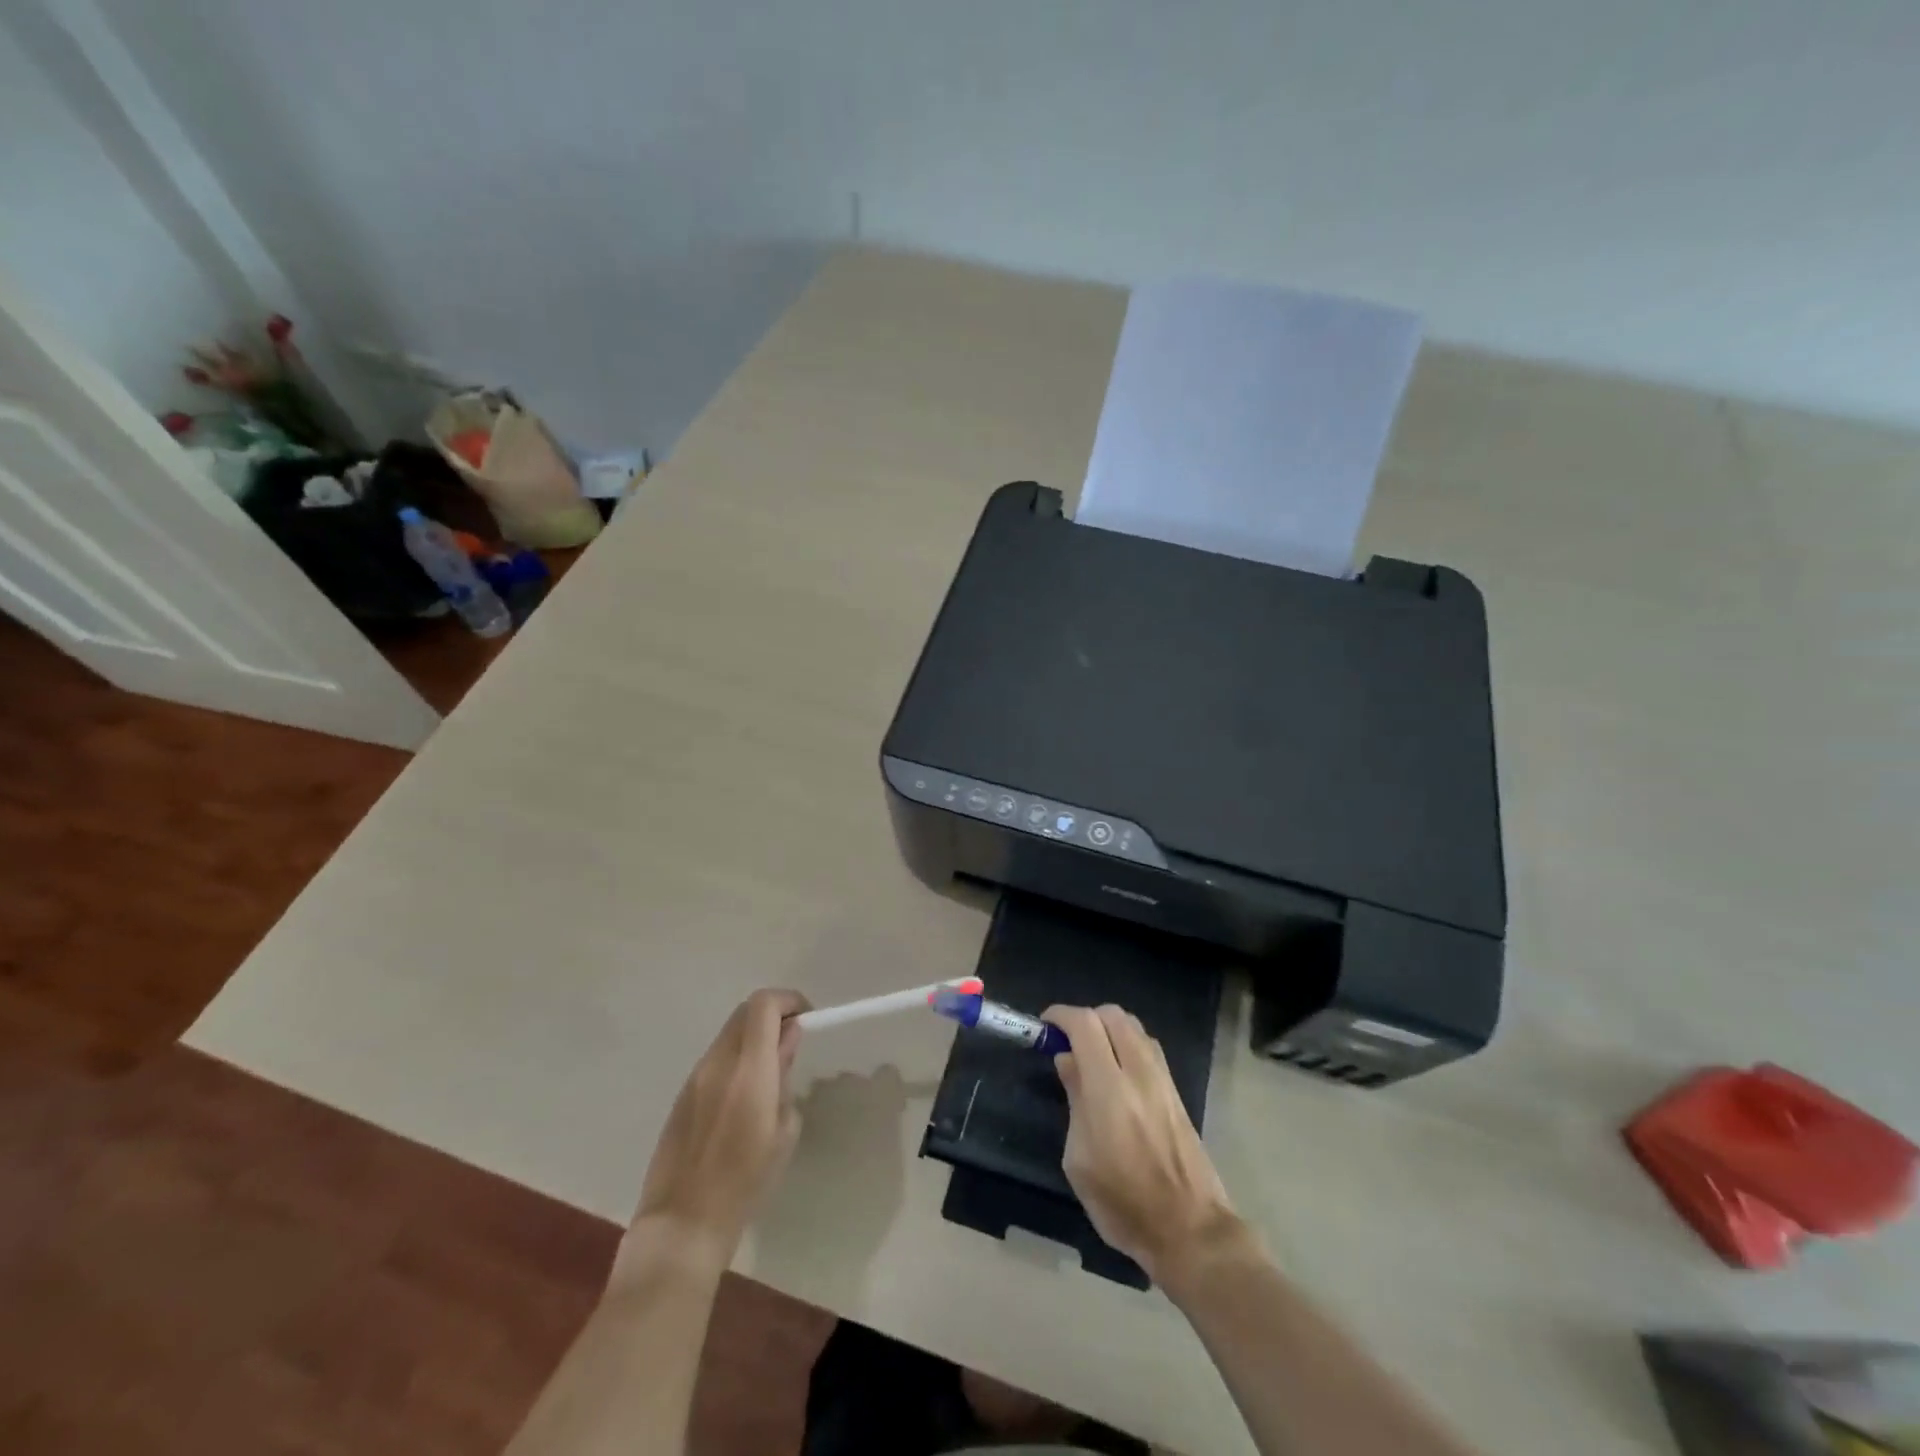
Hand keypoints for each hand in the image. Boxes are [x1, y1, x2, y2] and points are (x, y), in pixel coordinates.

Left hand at [634, 988, 809, 1257]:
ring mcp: (695, 1077)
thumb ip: (785, 1075)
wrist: (682, 1224)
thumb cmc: (745, 1182)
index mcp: (748, 1069)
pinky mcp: (682, 1095)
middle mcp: (718, 1062)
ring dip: (753, 1036)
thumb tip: (787, 1041)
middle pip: (744, 1012)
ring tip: (771, 1069)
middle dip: (773, 1014)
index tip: (806, 1018)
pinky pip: (714, 1058)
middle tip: (792, 1039)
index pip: (763, 1005)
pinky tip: (744, 1093)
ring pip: (728, 1034)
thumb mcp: (783, 1130)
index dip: (788, 1000)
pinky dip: (736, 1057)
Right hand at [1044, 1003, 1242, 1286]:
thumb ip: (1074, 1100)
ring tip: (1092, 1054)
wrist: (1190, 1229)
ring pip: (1135, 1027)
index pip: (1085, 1024)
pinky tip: (1118, 1071)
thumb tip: (1068, 1060)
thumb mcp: (1079, 1159)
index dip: (1061, 1015)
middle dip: (1086, 1017)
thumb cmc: (1123, 1203)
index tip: (1045, 1024)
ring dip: (1109, 1028)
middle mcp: (1139, 1073)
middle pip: (1113, 1015)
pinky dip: (1128, 1042)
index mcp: (1109, 1088)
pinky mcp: (1176, 1092)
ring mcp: (1163, 1080)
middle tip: (1067, 1040)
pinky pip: (1149, 1047)